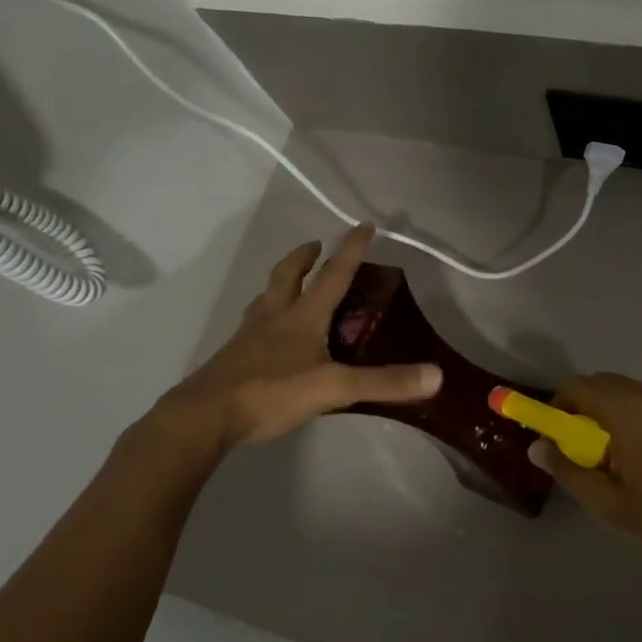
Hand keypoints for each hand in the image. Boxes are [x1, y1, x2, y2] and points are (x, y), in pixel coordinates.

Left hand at [145, 224, 441, 468]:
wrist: (205, 416)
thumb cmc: (271, 392)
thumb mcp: (334, 388)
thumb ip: (383, 382)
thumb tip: (436, 375)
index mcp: (302, 316)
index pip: (333, 274)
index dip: (351, 249)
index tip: (363, 225)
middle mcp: (274, 316)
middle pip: (288, 275)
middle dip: (305, 257)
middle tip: (316, 246)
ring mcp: (249, 335)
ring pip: (266, 296)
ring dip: (282, 282)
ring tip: (292, 283)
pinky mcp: (234, 356)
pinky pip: (254, 324)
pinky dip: (266, 315)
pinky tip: (269, 334)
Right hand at [531, 373, 641, 587]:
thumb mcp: (610, 506)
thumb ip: (569, 471)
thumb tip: (537, 447)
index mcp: (628, 410)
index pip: (579, 386)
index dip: (559, 405)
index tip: (556, 435)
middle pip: (608, 385)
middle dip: (588, 410)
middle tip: (586, 450)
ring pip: (638, 395)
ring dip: (620, 415)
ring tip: (624, 458)